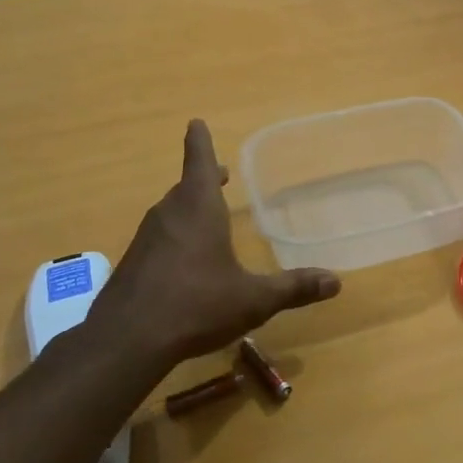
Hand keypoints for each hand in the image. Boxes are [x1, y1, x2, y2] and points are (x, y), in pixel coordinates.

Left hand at [89, 119, 341, 363]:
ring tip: (205, 214)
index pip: (197, 161)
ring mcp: (146, 239)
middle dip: (201, 178)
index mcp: (198, 209)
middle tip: (216, 173)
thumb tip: (335, 282)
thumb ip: (293, 288)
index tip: (195, 122)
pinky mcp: (133, 264)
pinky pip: (159, 238)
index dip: (199, 141)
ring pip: (171, 212)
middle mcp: (169, 215)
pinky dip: (175, 236)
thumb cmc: (196, 305)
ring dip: (188, 207)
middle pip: (185, 187)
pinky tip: (184, 262)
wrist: (127, 340)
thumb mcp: (253, 299)